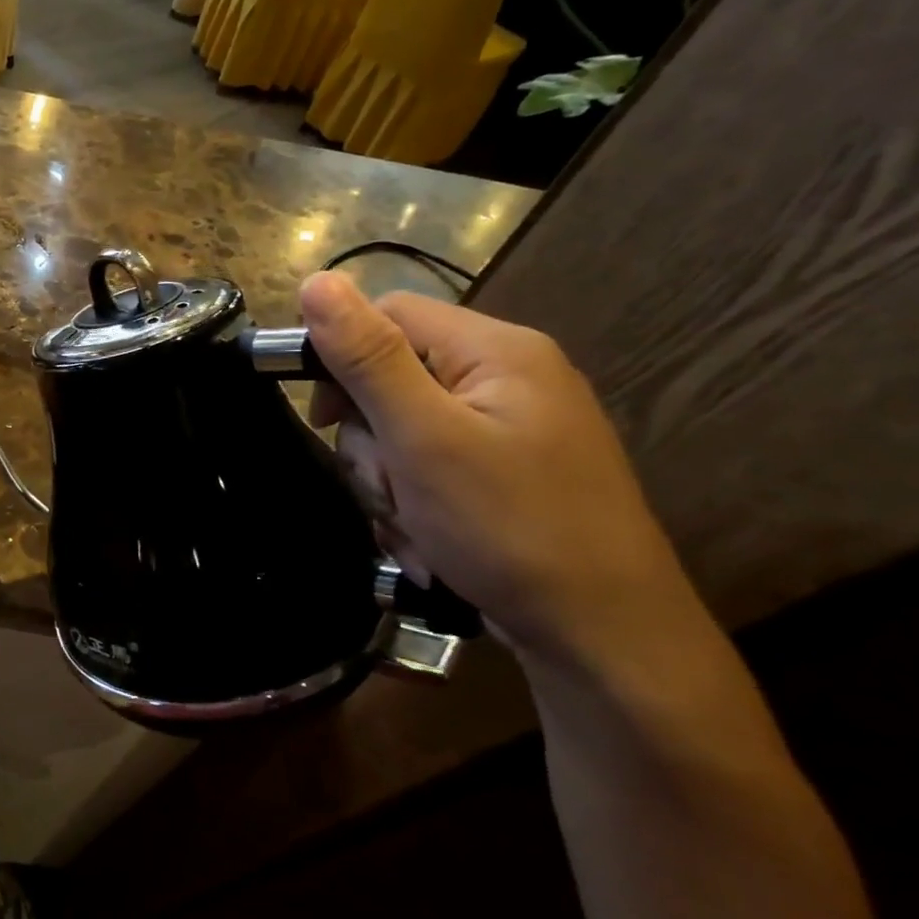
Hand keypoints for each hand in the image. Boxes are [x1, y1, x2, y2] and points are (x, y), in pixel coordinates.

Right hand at [298, 272, 705, 662]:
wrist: (602, 637)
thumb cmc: (508, 526)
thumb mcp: (424, 437)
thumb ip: (369, 357)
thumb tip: (316, 281)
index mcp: (496, 351)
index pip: (389, 316)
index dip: (340, 359)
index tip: (321, 420)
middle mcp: (508, 378)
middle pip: (393, 379)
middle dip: (372, 442)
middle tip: (389, 488)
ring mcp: (511, 430)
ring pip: (403, 432)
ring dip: (390, 483)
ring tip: (414, 528)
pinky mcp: (506, 474)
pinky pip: (431, 468)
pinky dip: (415, 505)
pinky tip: (430, 543)